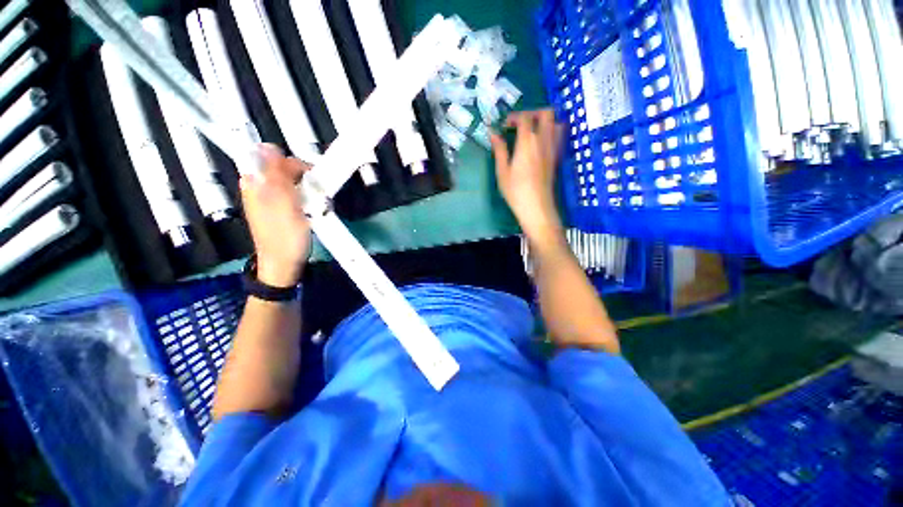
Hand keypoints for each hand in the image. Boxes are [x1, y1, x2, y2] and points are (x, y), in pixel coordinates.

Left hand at [240, 144, 311, 286]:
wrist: (284, 264)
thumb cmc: (285, 236)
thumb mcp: (283, 204)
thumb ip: (276, 176)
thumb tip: (268, 146)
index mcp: (255, 182)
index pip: (272, 156)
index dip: (294, 163)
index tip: (312, 179)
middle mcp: (258, 186)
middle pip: (283, 168)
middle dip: (303, 178)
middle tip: (316, 195)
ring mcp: (268, 198)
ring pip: (291, 181)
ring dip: (307, 189)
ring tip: (316, 205)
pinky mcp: (278, 208)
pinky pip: (293, 194)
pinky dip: (305, 198)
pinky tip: (311, 209)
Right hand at [490, 109, 564, 244]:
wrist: (536, 207)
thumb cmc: (516, 191)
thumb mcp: (502, 171)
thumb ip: (499, 150)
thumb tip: (493, 134)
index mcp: (527, 142)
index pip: (525, 117)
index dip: (514, 117)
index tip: (505, 126)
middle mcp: (543, 140)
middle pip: (545, 113)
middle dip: (532, 113)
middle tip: (520, 124)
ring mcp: (553, 148)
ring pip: (556, 122)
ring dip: (544, 121)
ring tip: (531, 131)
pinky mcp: (556, 157)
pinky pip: (558, 136)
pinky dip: (551, 131)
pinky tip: (540, 143)